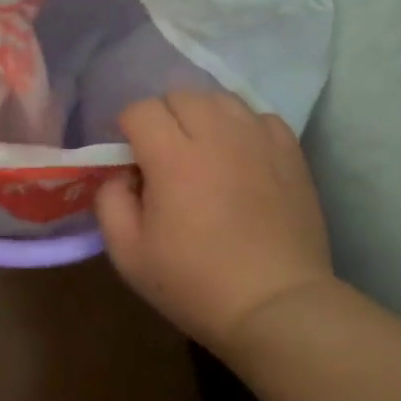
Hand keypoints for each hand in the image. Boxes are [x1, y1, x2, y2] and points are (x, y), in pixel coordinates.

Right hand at [95, 92, 335, 351]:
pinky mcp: (291, 154)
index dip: (127, 128)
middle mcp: (218, 135)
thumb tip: (121, 174)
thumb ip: (110, 202)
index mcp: (173, 157)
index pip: (141, 110)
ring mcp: (259, 140)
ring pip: (221, 99)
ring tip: (201, 150)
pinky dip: (242, 127)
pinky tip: (239, 156)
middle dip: (162, 117)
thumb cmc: (194, 283)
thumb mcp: (128, 254)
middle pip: (181, 95)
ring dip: (202, 116)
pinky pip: (260, 117)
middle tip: (162, 154)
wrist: (275, 305)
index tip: (128, 157)